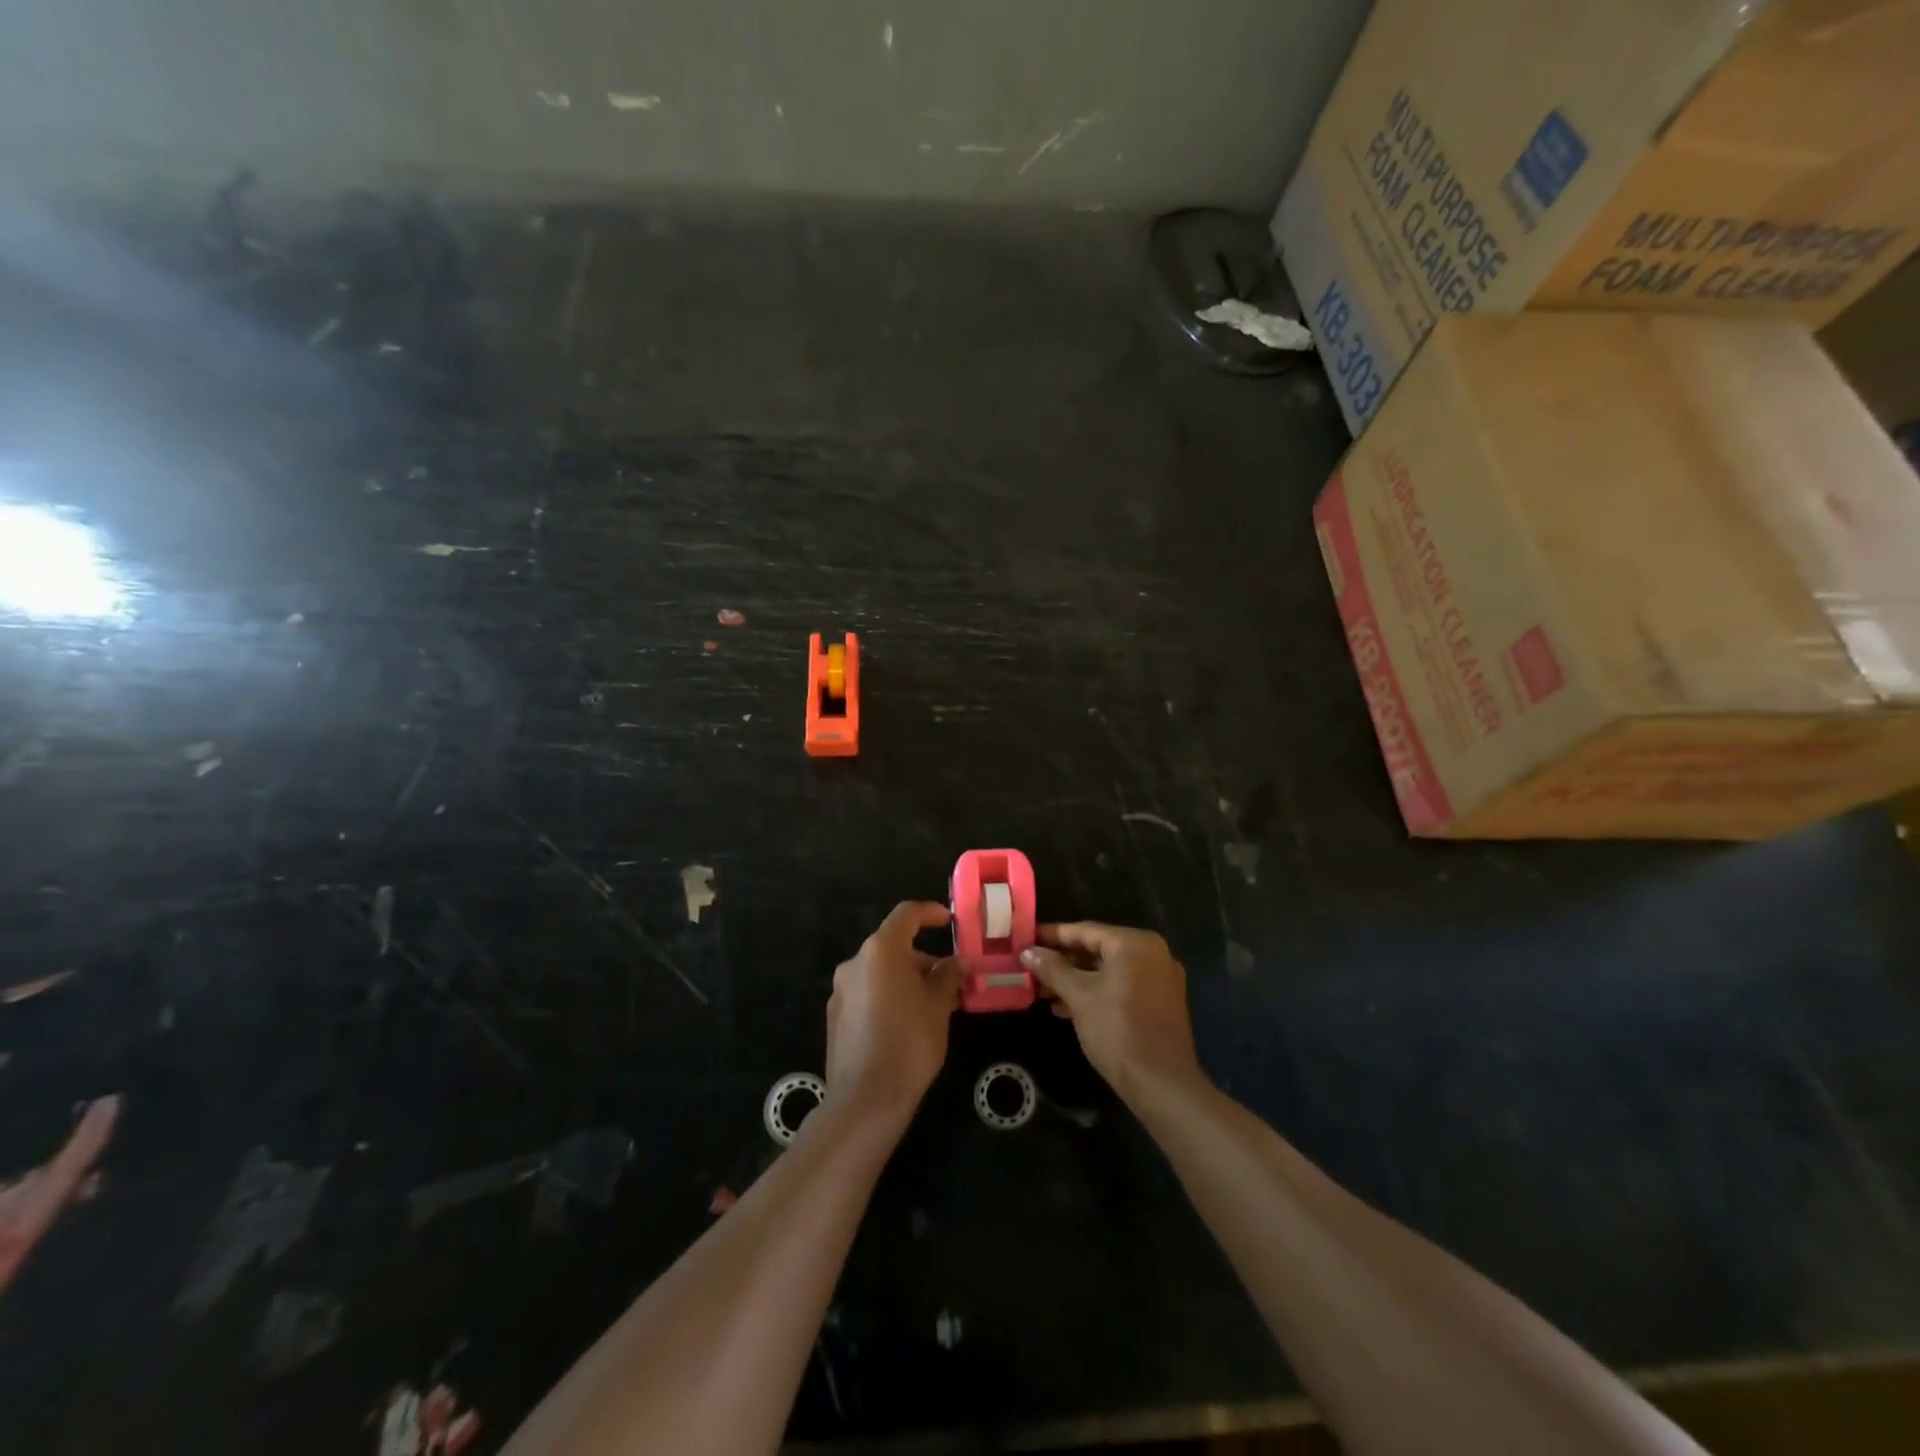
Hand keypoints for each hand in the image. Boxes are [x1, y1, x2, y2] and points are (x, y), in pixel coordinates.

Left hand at [826, 902, 963, 1122]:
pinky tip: (907, 1023)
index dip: (930, 913)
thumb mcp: (938, 1006)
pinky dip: (889, 996)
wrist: (866, 1099)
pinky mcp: (835, 1016)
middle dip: (923, 959)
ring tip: (934, 1006)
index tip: (950, 921)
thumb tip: (957, 962)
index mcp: (881, 950)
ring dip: (907, 979)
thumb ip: (948, 977)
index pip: (906, 914)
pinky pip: (868, 993)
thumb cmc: (910, 1042)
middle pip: (893, 946)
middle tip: (950, 981)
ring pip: (880, 972)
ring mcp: (841, 990)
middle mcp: (855, 962)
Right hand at [1021, 922, 1200, 1100]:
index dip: (1052, 935)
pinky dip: (1095, 993)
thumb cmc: (1117, 1030)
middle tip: (1031, 968)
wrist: (1161, 1084)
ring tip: (1043, 993)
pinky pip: (1121, 987)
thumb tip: (1028, 952)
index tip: (1026, 938)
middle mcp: (1152, 954)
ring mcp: (1160, 979)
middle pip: (1098, 950)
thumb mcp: (1079, 996)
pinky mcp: (1161, 1004)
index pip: (1085, 931)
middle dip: (1062, 962)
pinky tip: (1066, 1009)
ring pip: (1108, 971)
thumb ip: (1052, 969)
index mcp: (1135, 943)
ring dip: (1076, 980)